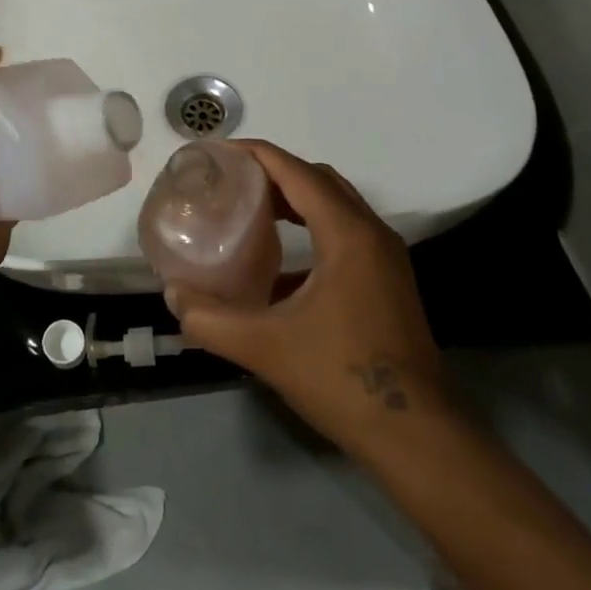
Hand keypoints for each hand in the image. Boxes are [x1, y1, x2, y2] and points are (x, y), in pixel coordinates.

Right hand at [165, 140, 445, 452]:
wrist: (417, 436)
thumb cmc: (342, 378)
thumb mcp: (265, 347)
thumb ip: (210, 320)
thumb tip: (173, 296)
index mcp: (347, 234)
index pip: (296, 171)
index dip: (255, 154)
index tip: (217, 153)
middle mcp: (371, 233)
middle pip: (318, 179)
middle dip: (273, 172)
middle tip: (230, 182)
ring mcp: (385, 258)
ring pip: (335, 205)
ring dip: (294, 199)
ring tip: (250, 210)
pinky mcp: (387, 281)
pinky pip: (345, 233)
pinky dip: (311, 228)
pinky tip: (279, 266)